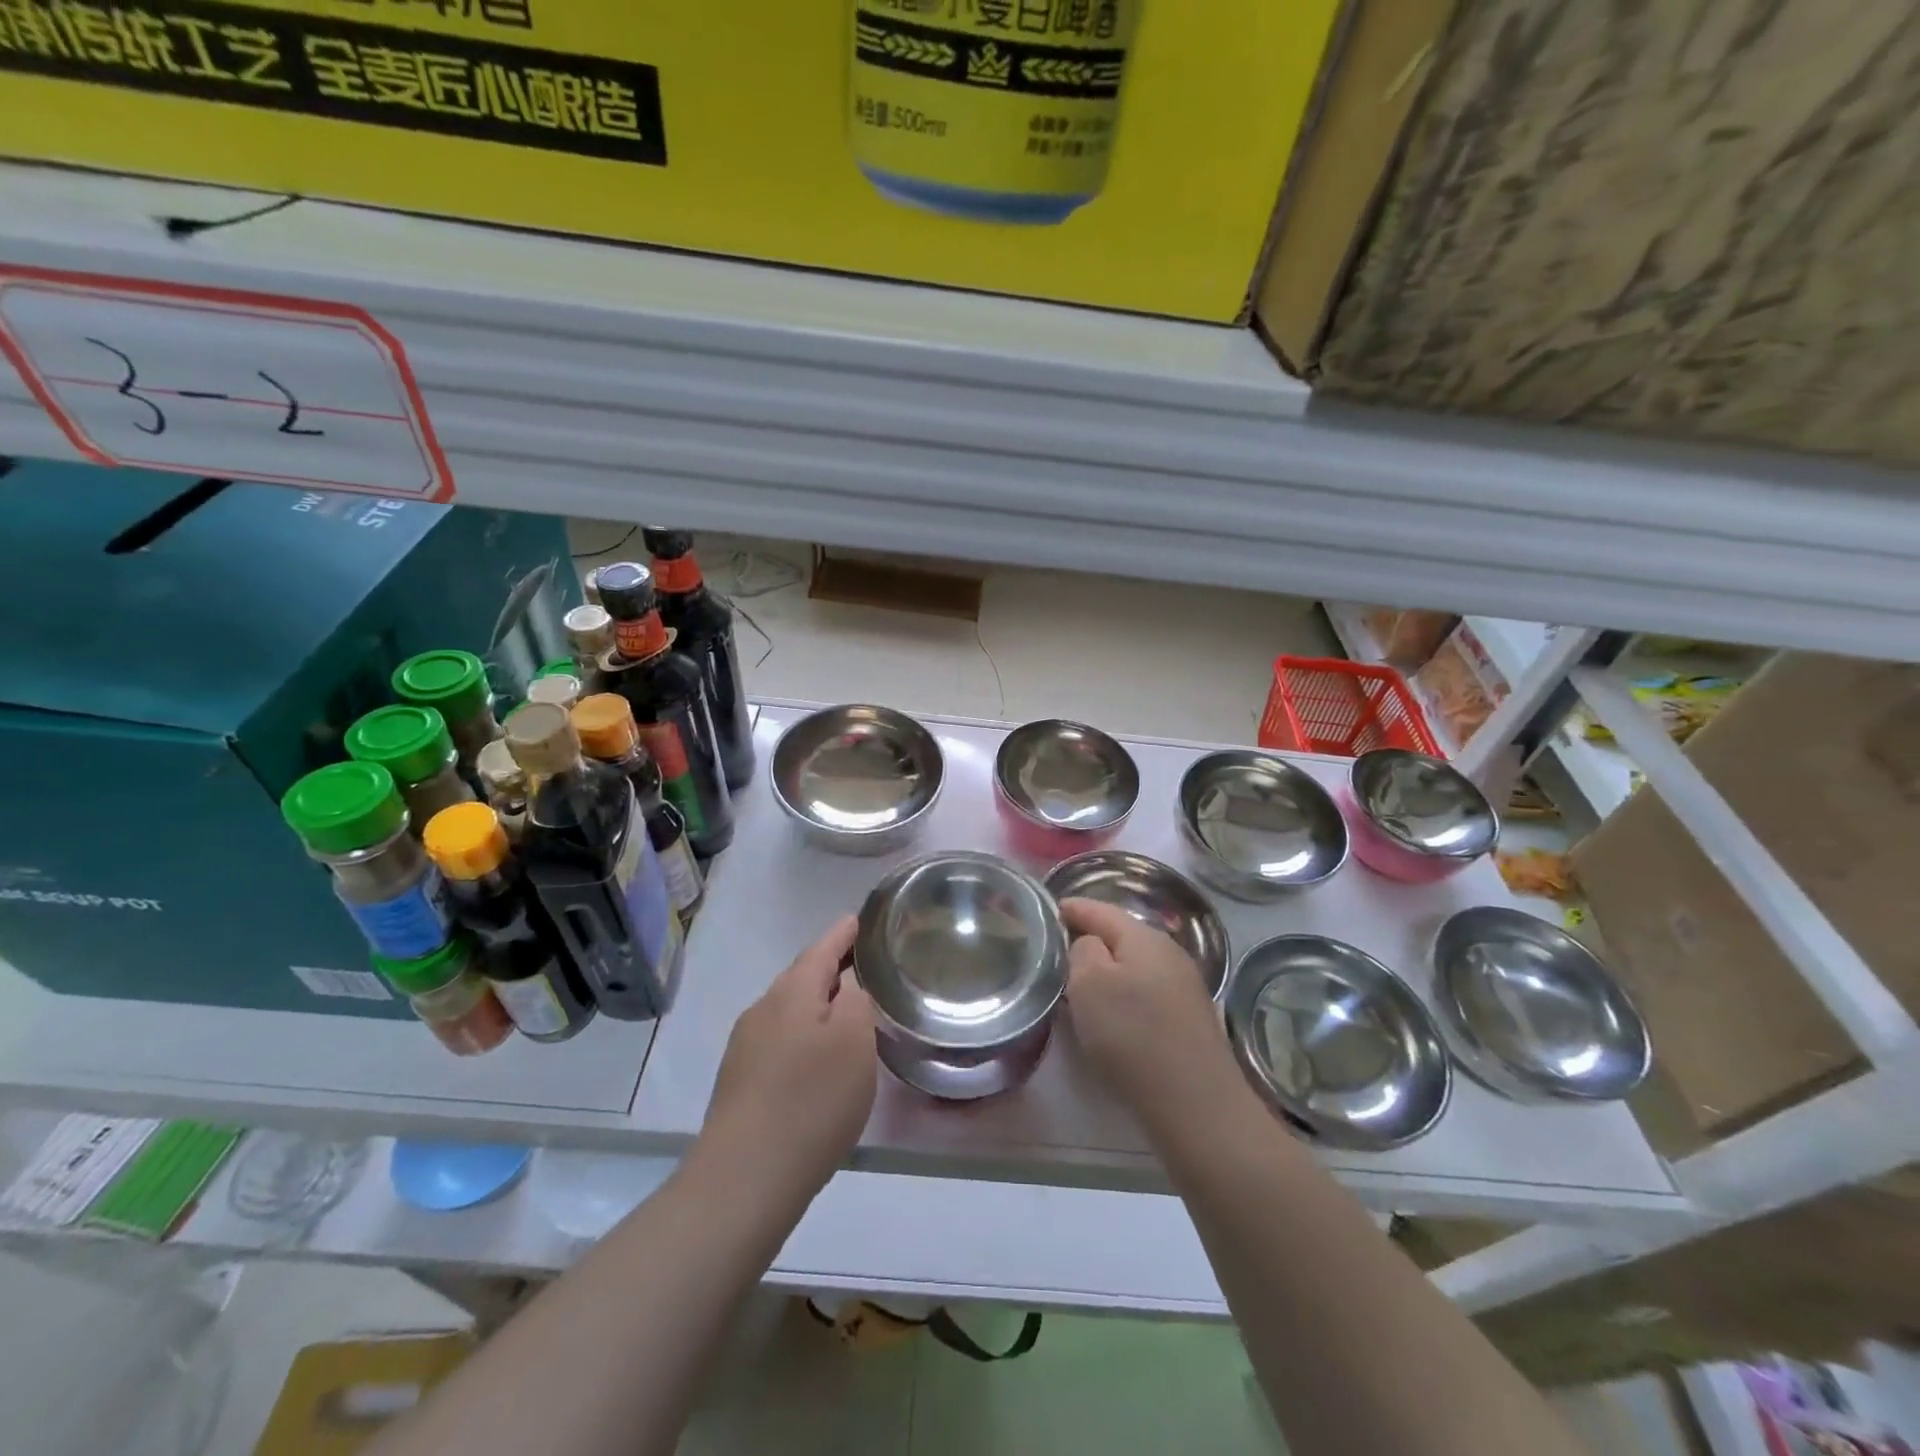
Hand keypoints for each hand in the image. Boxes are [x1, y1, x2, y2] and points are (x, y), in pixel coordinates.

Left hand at [698, 915, 875, 1206]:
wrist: (744, 1178)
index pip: (822, 947)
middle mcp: (763, 1009)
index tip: (862, 920)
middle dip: (832, 969)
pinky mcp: (740, 1081)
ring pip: (790, 1011)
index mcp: (792, 992)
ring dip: (819, 1006)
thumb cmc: (811, 1101)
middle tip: (867, 968)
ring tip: (850, 1015)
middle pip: (803, 977)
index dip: (845, 933)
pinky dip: (805, 1037)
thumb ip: (857, 1001)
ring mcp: (745, 1046)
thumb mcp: (854, 1042)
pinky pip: (780, 1041)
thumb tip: (847, 986)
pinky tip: (820, 1061)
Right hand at [1061, 898, 1239, 1133]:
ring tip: (1077, 982)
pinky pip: (1146, 992)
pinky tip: (1111, 1013)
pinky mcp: (1189, 1020)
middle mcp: (1170, 953)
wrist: (1197, 1104)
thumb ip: (1082, 950)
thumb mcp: (1089, 984)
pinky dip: (1123, 994)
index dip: (1071, 908)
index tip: (1047, 912)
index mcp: (1144, 937)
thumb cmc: (1133, 1035)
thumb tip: (1089, 945)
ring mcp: (1184, 987)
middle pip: (1120, 936)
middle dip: (1089, 938)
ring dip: (1107, 969)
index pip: (1100, 909)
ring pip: (1134, 965)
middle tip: (1056, 949)